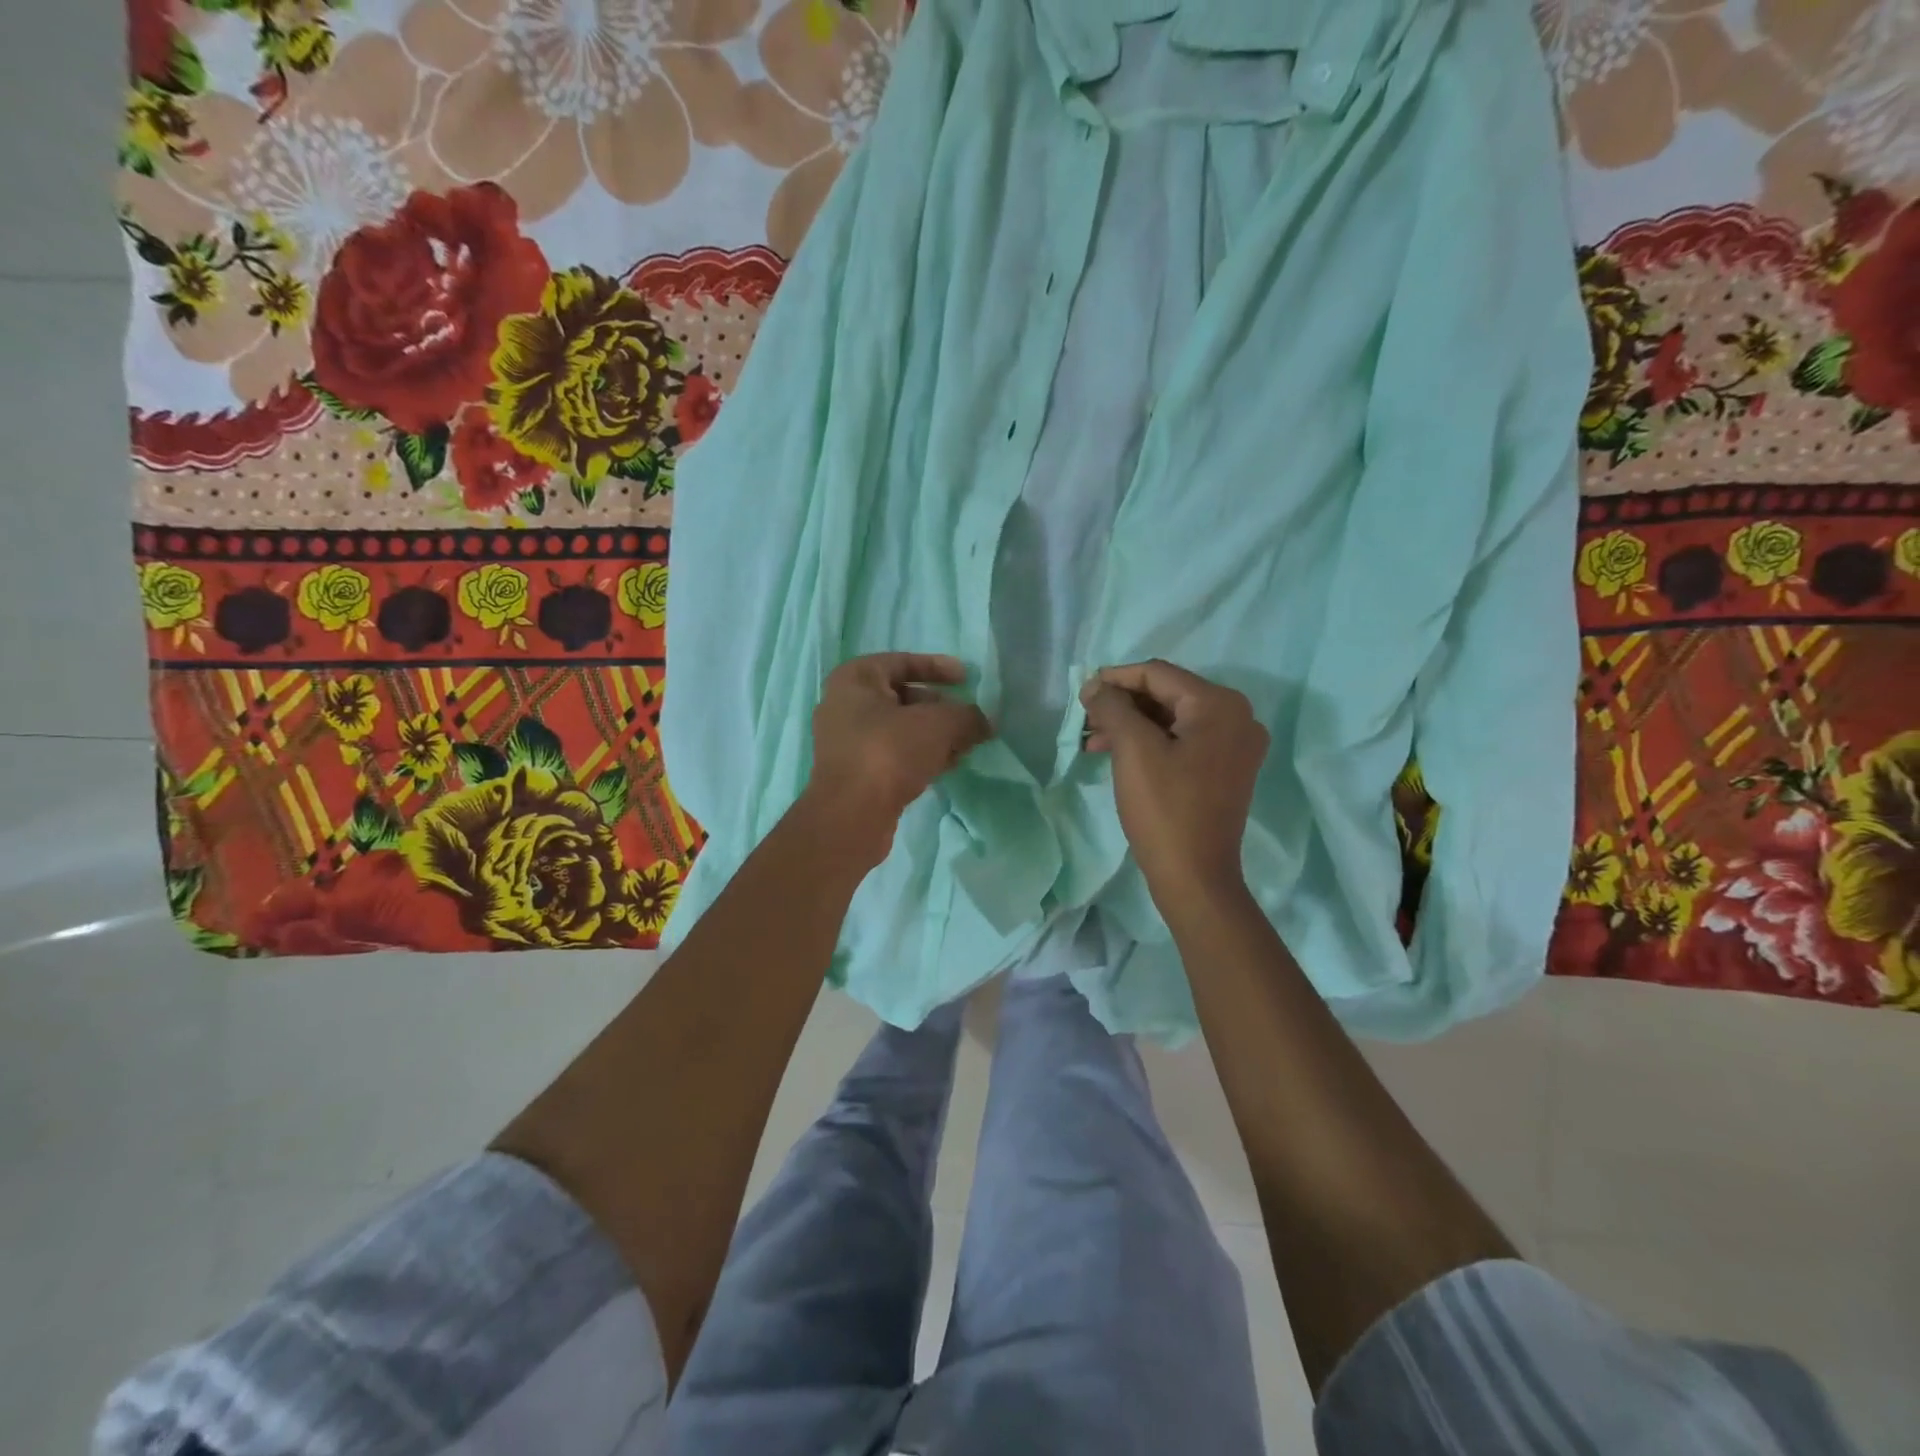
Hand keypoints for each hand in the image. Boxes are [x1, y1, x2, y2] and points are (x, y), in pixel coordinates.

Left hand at [803, 653, 992, 861]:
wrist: (851, 815)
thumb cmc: (889, 751)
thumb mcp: (939, 724)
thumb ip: (967, 716)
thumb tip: (984, 722)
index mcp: (854, 679)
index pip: (901, 661)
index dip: (937, 667)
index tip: (967, 678)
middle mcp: (844, 705)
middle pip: (902, 697)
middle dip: (940, 707)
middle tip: (969, 719)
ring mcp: (847, 742)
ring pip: (900, 729)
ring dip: (934, 735)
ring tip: (965, 746)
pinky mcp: (856, 773)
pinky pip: (894, 754)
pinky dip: (921, 756)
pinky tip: (948, 766)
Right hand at [1080, 660, 1268, 917]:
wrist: (1195, 877)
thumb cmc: (1164, 809)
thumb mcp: (1133, 750)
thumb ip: (1112, 707)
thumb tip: (1095, 687)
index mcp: (1220, 705)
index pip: (1158, 674)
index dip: (1115, 679)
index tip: (1082, 693)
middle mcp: (1237, 717)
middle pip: (1167, 694)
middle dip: (1122, 705)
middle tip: (1085, 719)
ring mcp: (1235, 745)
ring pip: (1172, 719)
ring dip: (1132, 725)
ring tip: (1092, 740)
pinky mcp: (1226, 769)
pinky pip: (1183, 741)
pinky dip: (1150, 743)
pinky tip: (1117, 754)